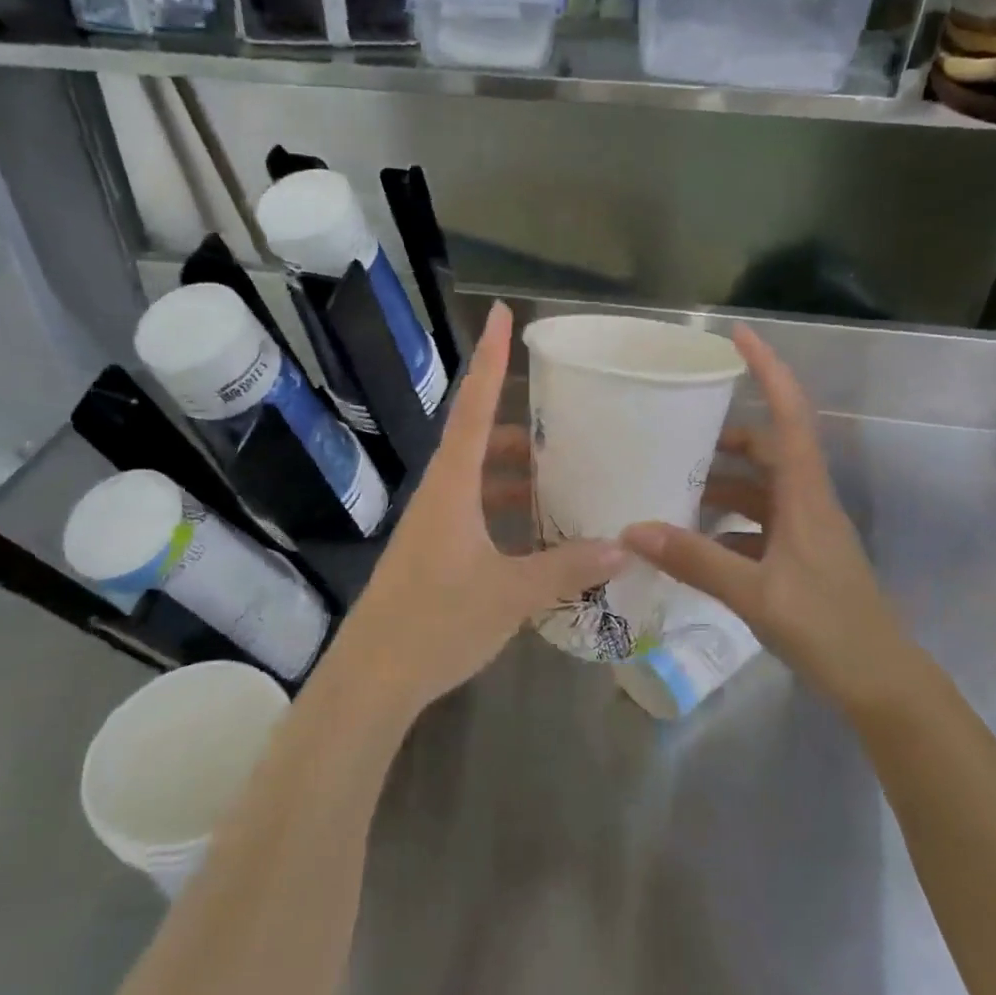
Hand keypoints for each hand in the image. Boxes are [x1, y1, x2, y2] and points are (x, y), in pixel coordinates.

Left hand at [331, 303, 625, 721]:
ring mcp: (433, 525)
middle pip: (478, 440)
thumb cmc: (437, 622)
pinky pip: (475, 513)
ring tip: (562, 475)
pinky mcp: (433, 553)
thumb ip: (566, 569)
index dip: (489, 359)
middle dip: (519, 427)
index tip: (501, 315)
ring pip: (478, 480)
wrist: (373, 678)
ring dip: (514, 474)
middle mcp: (440, 494)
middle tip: (566, 421)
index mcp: (452, 486)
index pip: (474, 406)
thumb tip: (622, 547)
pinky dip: (506, 511)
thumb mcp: (511, 594)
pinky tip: (538, 533)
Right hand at [621, 325, 920, 712]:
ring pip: (758, 489)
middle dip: (725, 434)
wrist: (881, 683)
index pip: (790, 414)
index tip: (738, 335)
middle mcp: (807, 502)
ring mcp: (804, 530)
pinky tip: (691, 541)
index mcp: (806, 495)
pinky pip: (755, 524)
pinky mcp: (798, 557)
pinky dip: (724, 524)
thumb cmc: (828, 628)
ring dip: (720, 484)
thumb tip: (631, 529)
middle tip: (676, 430)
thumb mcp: (755, 593)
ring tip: (671, 486)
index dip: (768, 369)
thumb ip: (694, 559)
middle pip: (768, 448)